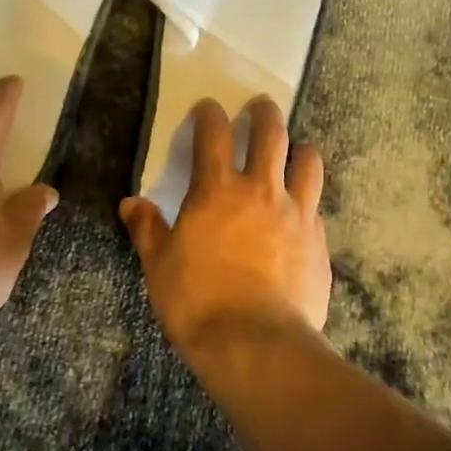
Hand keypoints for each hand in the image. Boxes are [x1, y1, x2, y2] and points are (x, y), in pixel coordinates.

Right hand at [119, 96, 330, 358]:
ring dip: (299, 149)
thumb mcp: (159, 266)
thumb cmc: (198, 302)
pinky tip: (300, 215)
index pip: (213, 133)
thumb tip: (131, 203)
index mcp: (217, 191)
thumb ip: (147, 229)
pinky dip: (307, 201)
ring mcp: (297, 214)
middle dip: (264, 112)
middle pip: (271, 133)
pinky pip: (316, 208)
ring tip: (294, 150)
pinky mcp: (319, 242)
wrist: (256, 345)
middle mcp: (261, 190)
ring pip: (308, 161)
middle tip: (260, 106)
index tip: (207, 107)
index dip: (209, 113)